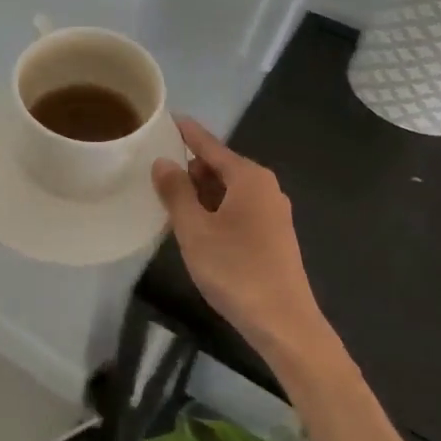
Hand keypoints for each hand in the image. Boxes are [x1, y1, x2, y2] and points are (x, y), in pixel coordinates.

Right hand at [151, 116, 328, 363]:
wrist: (284, 324)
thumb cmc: (236, 270)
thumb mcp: (194, 230)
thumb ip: (176, 192)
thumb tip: (163, 161)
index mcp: (248, 177)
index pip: (210, 145)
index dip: (186, 132)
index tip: (167, 117)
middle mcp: (265, 187)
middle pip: (220, 166)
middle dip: (190, 168)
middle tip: (156, 172)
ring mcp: (272, 212)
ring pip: (228, 190)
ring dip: (201, 193)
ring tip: (169, 199)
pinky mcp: (273, 235)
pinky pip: (238, 209)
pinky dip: (215, 209)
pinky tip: (196, 226)